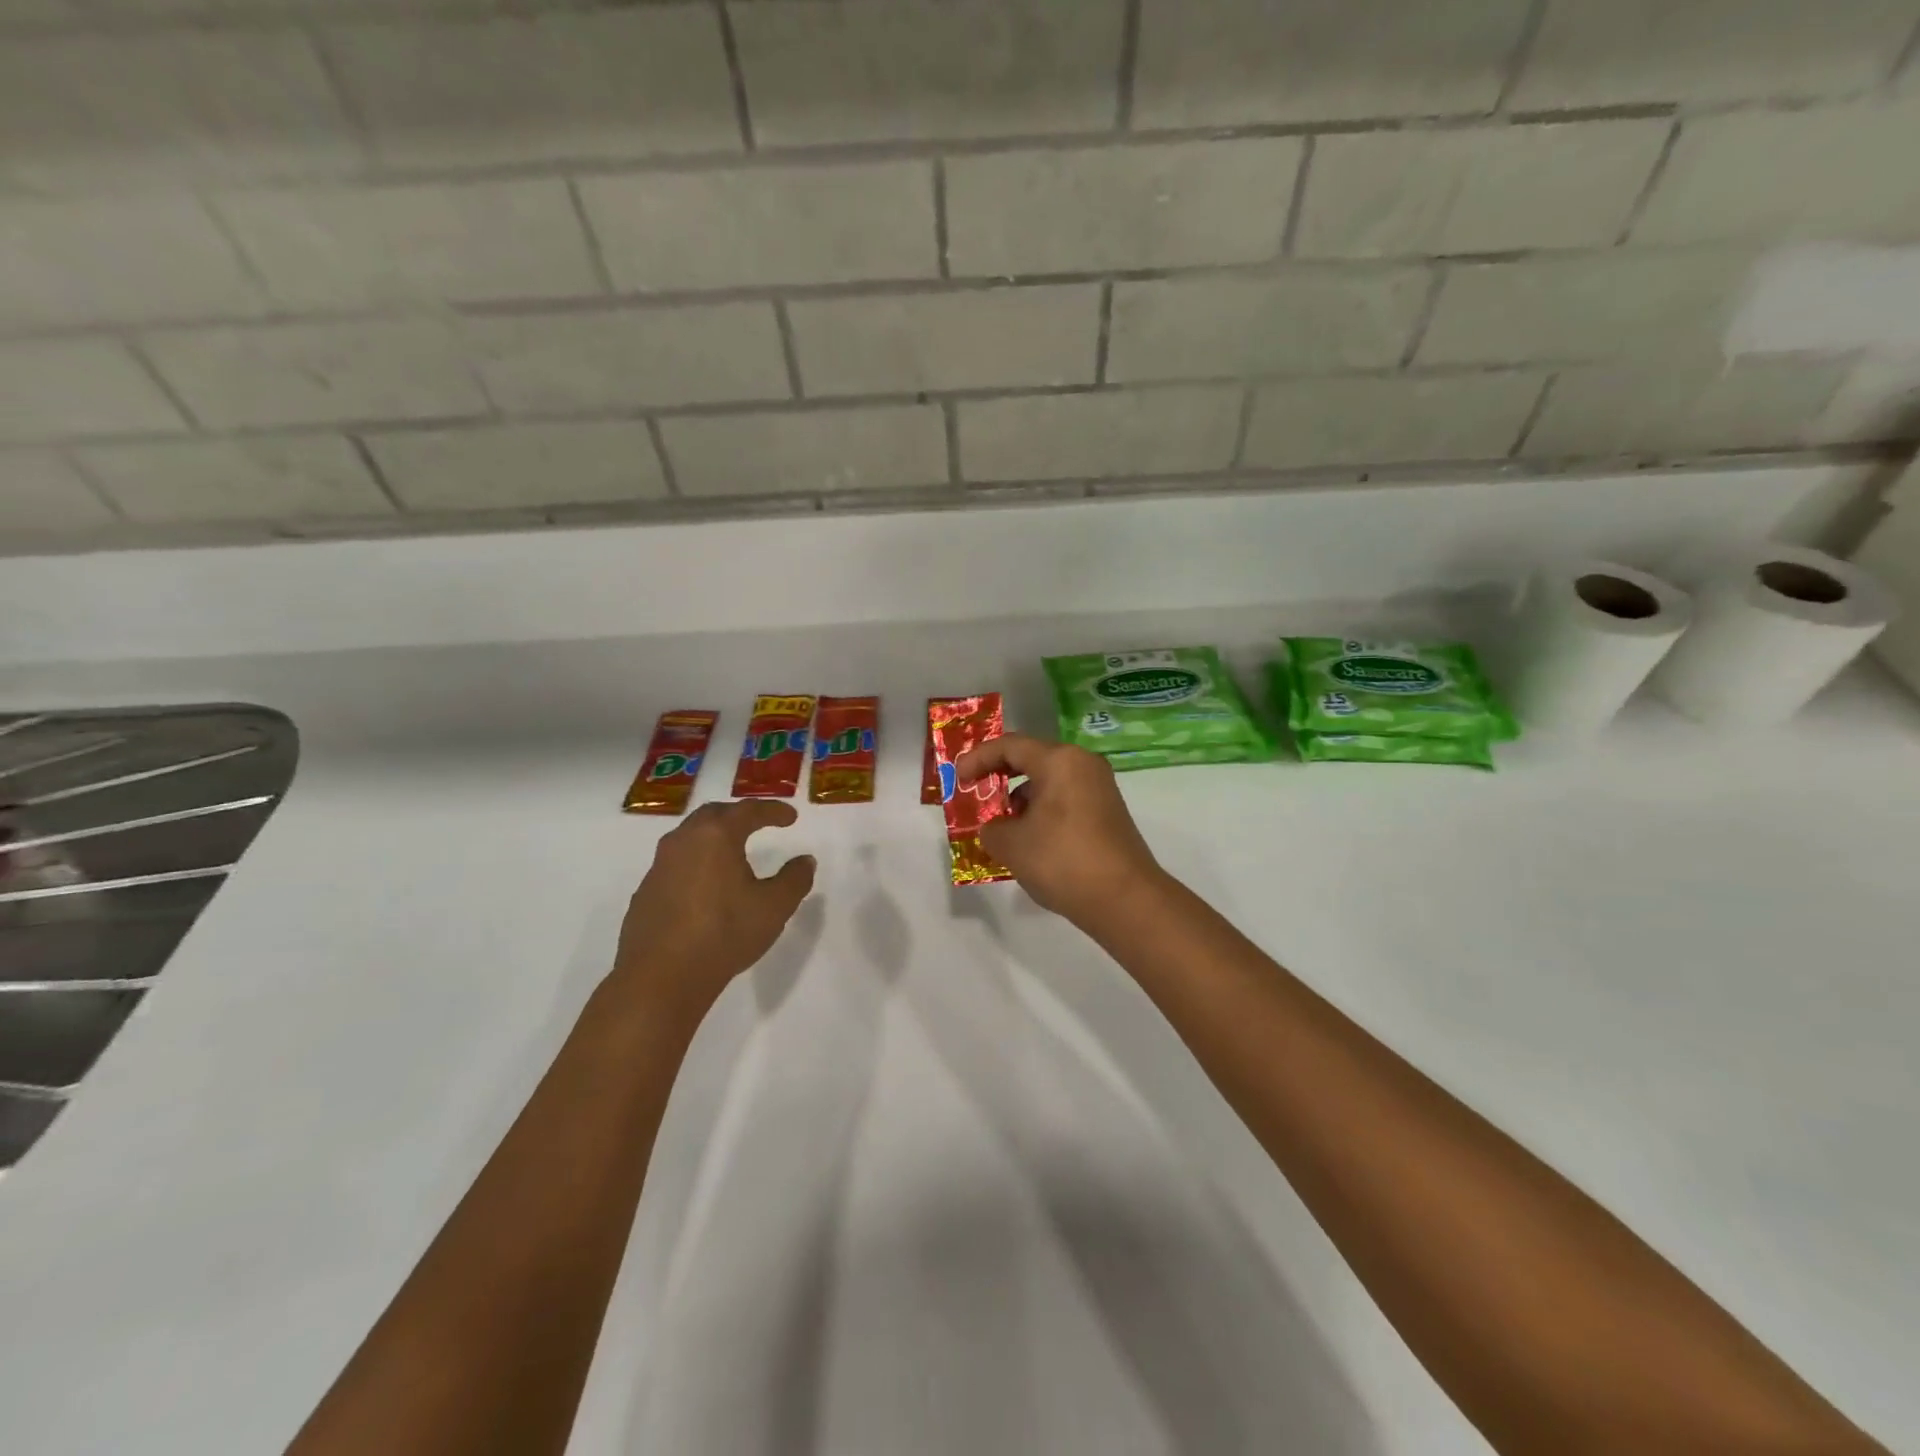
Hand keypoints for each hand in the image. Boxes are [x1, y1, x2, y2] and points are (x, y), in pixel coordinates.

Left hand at [612, 800, 815, 1014]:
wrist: (660, 977)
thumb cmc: (724, 933)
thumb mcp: (774, 907)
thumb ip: (794, 879)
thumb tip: (805, 861)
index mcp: (716, 836)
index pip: (748, 810)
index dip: (773, 811)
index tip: (791, 817)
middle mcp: (684, 841)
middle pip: (713, 815)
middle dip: (738, 815)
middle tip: (758, 823)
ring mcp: (659, 866)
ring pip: (690, 837)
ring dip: (713, 837)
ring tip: (732, 852)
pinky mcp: (645, 892)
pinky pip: (675, 864)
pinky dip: (696, 863)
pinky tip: (706, 886)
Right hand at [957, 734, 1163, 925]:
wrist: (1125, 899)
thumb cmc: (1062, 860)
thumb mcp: (1011, 845)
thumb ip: (992, 828)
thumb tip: (996, 827)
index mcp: (1059, 760)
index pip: (1010, 746)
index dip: (978, 759)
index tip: (958, 779)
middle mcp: (1083, 764)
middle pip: (1032, 759)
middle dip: (999, 776)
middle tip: (977, 795)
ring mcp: (1100, 788)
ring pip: (1049, 781)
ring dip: (1020, 798)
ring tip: (1002, 826)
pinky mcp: (1107, 812)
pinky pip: (1065, 799)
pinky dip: (1041, 810)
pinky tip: (1030, 839)